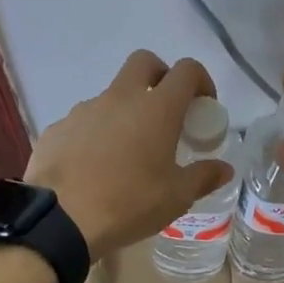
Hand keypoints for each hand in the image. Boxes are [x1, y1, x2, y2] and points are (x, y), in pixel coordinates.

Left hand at [25, 51, 232, 257]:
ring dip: (125, 110)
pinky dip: (95, 134)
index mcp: (156, 108)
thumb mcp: (176, 197)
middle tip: (165, 110)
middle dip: (160, 76)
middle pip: (144, 62)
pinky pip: (84, 121)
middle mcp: (121, 97)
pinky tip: (93, 167)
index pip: (186, 70)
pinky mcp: (59, 127)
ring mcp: (85, 109)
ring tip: (127, 152)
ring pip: (112, 94)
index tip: (203, 106)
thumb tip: (224, 169)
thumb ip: (203, 177)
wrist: (60, 220)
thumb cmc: (128, 203)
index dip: (200, 80)